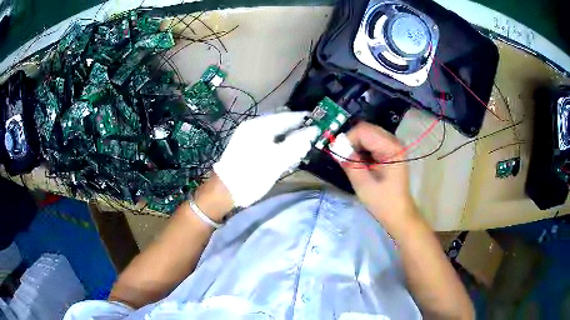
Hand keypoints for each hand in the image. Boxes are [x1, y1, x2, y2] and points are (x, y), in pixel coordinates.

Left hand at [214, 112, 318, 206]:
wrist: (226, 189)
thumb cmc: (253, 175)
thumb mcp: (278, 160)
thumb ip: (296, 143)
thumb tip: (313, 130)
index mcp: (260, 126)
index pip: (287, 116)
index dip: (304, 119)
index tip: (319, 122)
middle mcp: (253, 125)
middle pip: (280, 121)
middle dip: (296, 128)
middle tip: (309, 137)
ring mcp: (247, 133)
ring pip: (274, 129)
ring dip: (287, 135)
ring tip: (299, 145)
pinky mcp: (245, 143)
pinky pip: (266, 136)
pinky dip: (277, 141)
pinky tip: (283, 150)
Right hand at [331, 122, 416, 224]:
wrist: (398, 214)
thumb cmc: (383, 202)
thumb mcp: (363, 184)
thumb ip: (350, 163)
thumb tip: (335, 147)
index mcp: (391, 148)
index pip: (364, 131)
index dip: (348, 139)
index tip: (339, 155)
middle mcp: (394, 141)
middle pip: (366, 129)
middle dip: (351, 141)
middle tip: (343, 158)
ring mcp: (392, 145)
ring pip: (367, 134)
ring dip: (355, 145)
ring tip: (350, 161)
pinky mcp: (389, 151)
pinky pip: (371, 141)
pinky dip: (361, 149)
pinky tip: (359, 162)